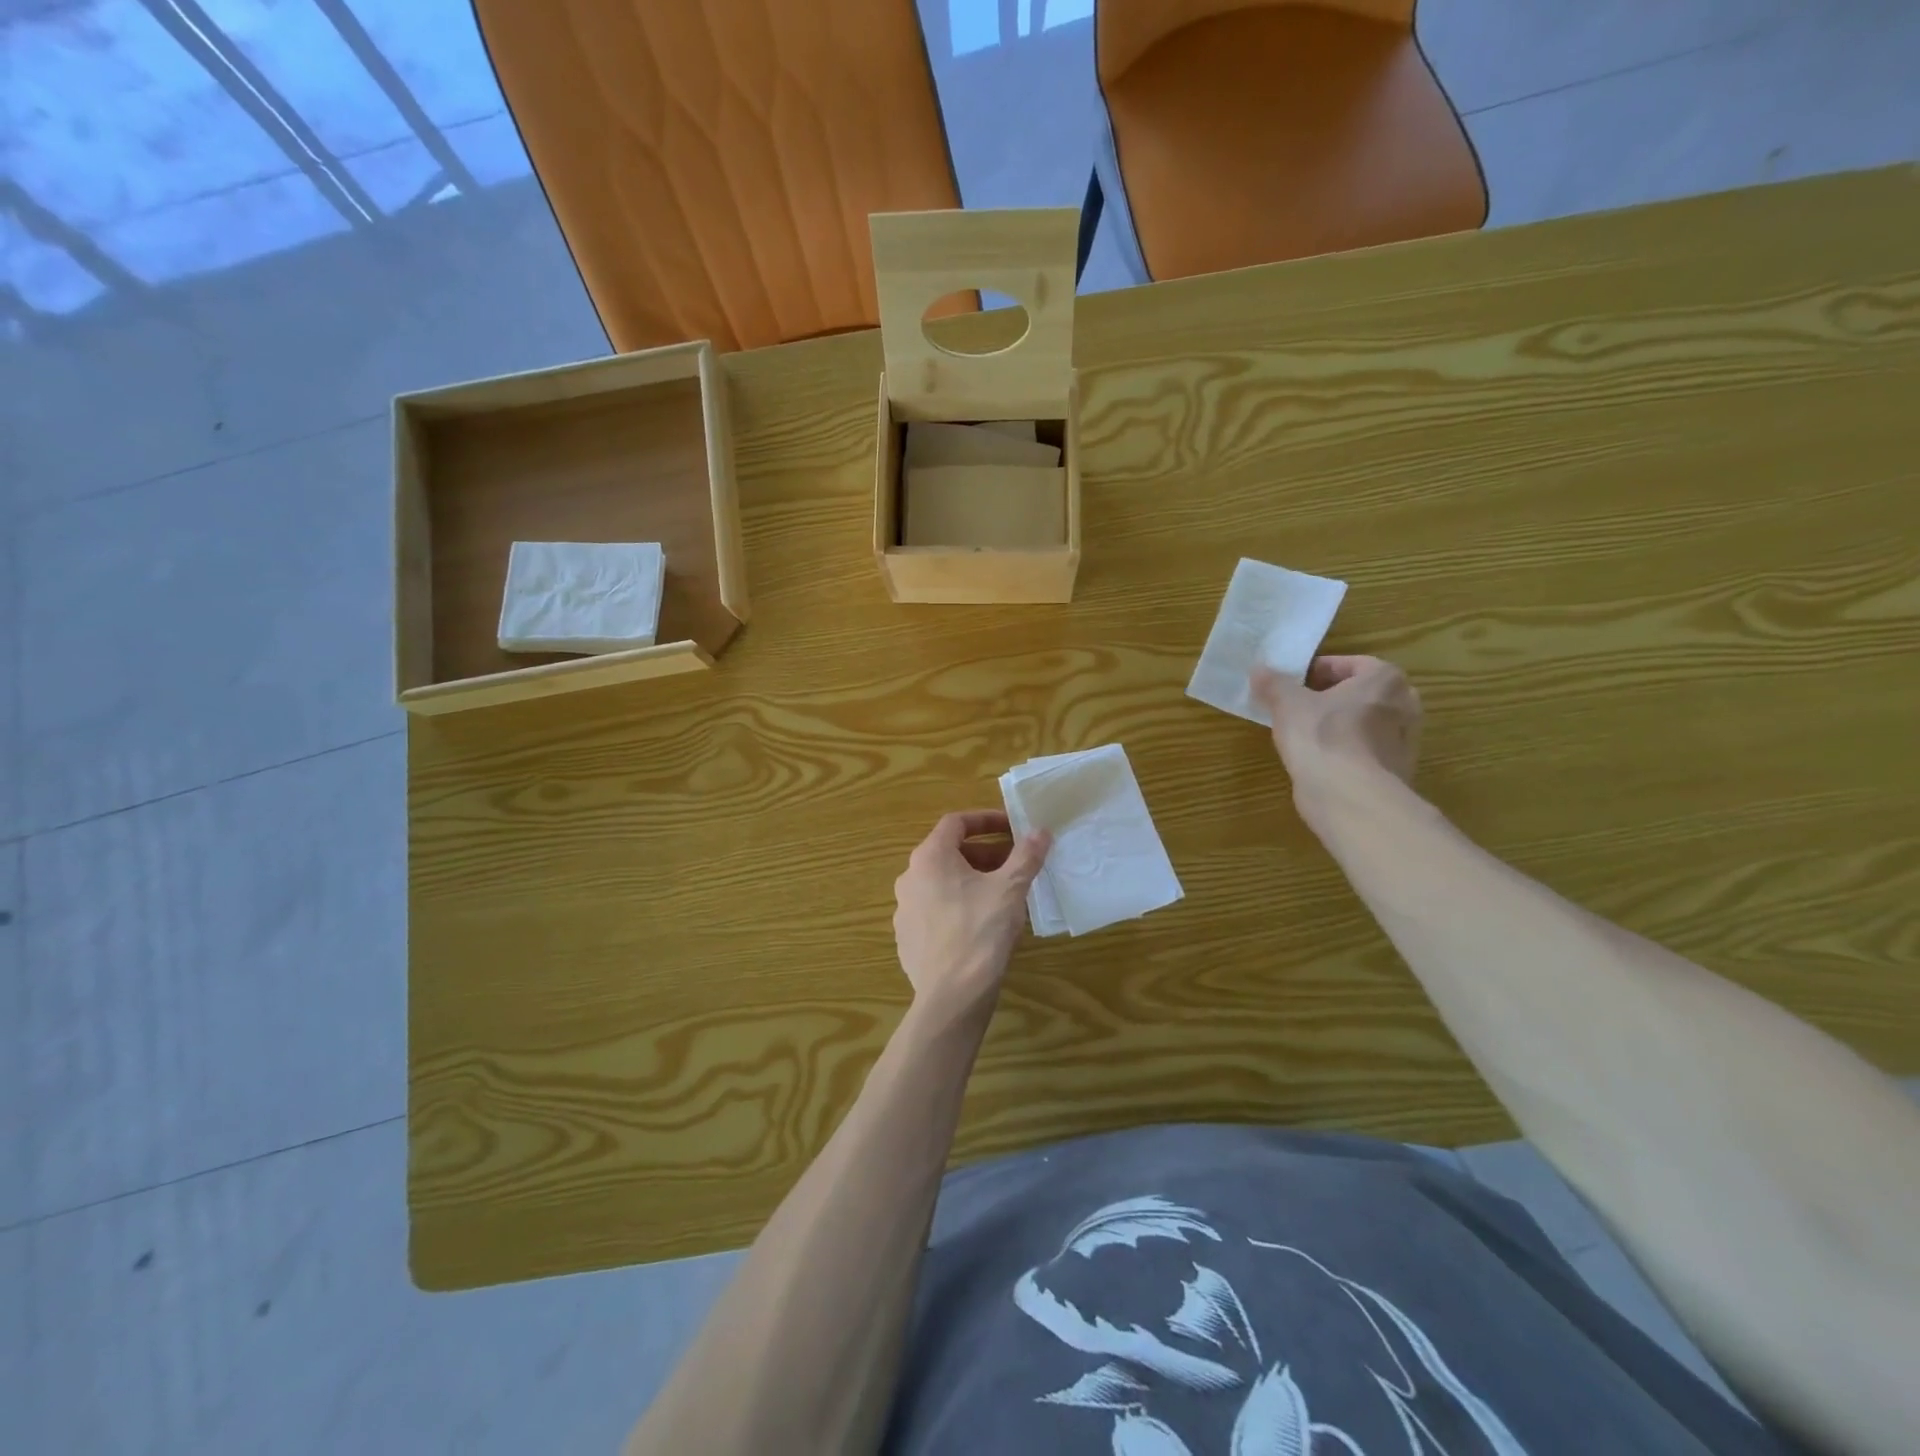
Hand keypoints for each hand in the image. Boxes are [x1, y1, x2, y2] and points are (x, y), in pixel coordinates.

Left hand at [893, 811, 1049, 1014]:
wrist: (951, 996)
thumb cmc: (981, 931)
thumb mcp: (1010, 889)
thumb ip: (1026, 855)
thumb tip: (1040, 831)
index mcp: (930, 858)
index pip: (956, 822)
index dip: (986, 820)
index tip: (1012, 828)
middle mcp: (909, 877)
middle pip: (948, 853)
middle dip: (984, 854)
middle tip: (1014, 865)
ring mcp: (904, 909)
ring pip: (941, 883)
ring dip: (971, 880)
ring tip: (1002, 895)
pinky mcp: (907, 937)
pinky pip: (935, 909)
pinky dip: (958, 905)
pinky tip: (981, 925)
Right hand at [1252, 656, 1422, 830]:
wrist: (1349, 797)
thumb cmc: (1321, 737)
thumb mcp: (1287, 704)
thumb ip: (1273, 683)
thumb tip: (1259, 669)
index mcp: (1385, 679)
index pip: (1348, 664)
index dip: (1316, 670)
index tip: (1291, 683)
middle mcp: (1405, 705)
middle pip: (1360, 693)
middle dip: (1331, 697)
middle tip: (1299, 706)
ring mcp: (1405, 741)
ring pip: (1365, 723)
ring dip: (1339, 724)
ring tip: (1306, 734)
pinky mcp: (1396, 771)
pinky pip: (1366, 750)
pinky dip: (1347, 750)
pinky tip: (1321, 760)